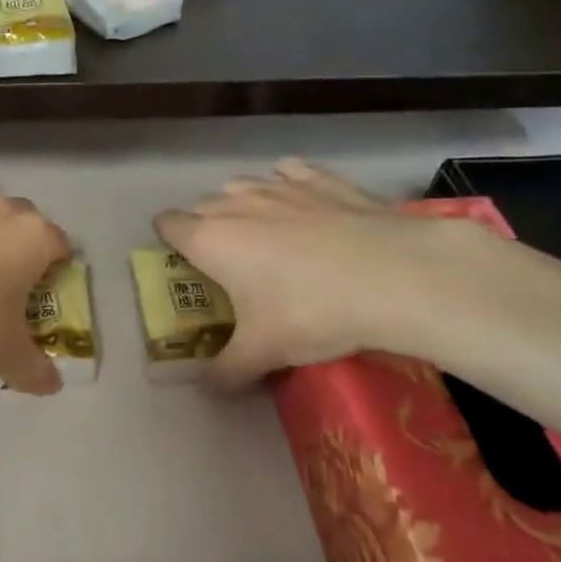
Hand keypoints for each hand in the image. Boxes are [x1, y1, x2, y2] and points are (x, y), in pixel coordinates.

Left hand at [0, 157, 70, 393]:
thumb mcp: (5, 355)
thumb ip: (34, 369)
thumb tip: (54, 387)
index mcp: (35, 240)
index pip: (60, 245)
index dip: (54, 267)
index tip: (41, 289)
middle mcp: (4, 211)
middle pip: (26, 219)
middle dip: (21, 242)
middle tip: (4, 277)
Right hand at [154, 158, 480, 389]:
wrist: (393, 275)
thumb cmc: (311, 311)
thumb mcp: (264, 353)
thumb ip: (225, 372)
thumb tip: (205, 390)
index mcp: (210, 239)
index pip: (167, 223)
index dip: (168, 240)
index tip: (184, 263)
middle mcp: (235, 203)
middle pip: (201, 205)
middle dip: (205, 227)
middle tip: (228, 262)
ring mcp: (278, 185)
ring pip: (242, 185)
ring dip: (242, 205)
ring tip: (264, 234)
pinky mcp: (319, 178)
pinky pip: (288, 171)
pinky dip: (287, 184)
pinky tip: (304, 205)